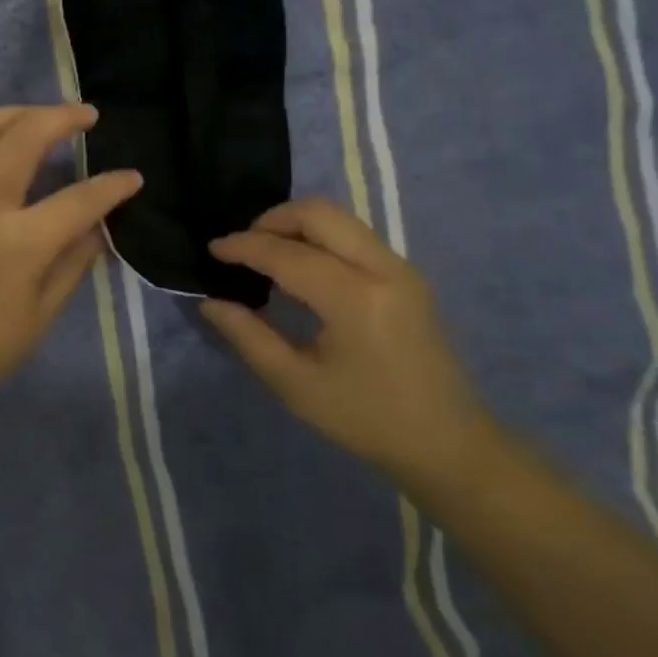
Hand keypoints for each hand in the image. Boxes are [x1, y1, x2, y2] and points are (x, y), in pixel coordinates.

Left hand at [0, 105, 142, 407]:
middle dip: (63, 118)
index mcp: (18, 243)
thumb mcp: (44, 313)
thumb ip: (75, 261)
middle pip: (25, 137)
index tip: (132, 178)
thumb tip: (100, 225)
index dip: (112, 186)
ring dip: (15, 113)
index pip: (78, 199)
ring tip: (39, 115)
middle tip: (87, 115)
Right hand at [201, 199, 493, 485]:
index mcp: (355, 299)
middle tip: (243, 247)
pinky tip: (301, 267)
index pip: (287, 254)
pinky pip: (354, 235)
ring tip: (267, 255)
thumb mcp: (296, 385)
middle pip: (319, 213)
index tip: (212, 250)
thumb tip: (210, 303)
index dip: (243, 246)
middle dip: (272, 220)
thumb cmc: (366, 419)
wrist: (447, 443)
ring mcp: (400, 268)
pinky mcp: (407, 275)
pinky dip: (319, 237)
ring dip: (297, 225)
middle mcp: (382, 269)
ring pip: (339, 218)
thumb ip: (248, 337)